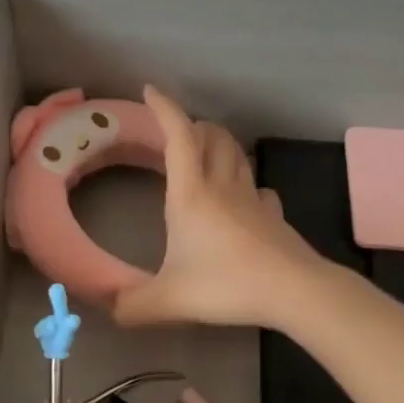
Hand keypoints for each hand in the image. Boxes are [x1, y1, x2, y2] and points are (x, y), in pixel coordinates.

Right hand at [113, 86, 328, 330]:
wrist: (294, 291)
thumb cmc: (226, 285)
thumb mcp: (169, 300)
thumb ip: (133, 306)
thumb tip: (109, 310)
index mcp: (191, 194)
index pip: (178, 136)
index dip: (164, 109)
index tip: (150, 92)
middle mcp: (223, 187)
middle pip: (213, 137)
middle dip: (195, 126)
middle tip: (178, 133)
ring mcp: (253, 199)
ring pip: (238, 157)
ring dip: (221, 147)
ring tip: (206, 156)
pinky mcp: (274, 216)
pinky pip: (259, 188)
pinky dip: (246, 183)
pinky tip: (243, 199)